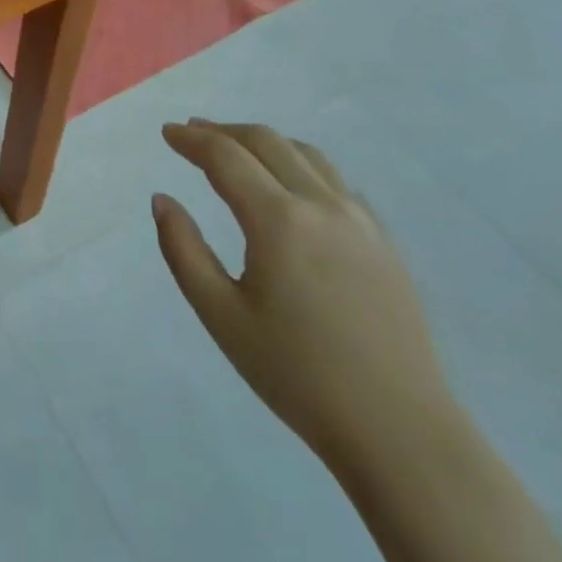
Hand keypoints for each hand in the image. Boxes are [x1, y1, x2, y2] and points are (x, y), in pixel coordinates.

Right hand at [153, 121, 456, 474]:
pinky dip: (301, 165)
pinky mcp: (384, 242)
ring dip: (264, 142)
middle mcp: (322, 205)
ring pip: (307, 155)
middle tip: (192, 133)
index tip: (167, 133)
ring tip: (236, 148)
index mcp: (278, 220)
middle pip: (267, 142)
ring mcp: (361, 221)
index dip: (192, 140)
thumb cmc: (296, 374)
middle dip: (224, 131)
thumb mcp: (220, 315)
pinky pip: (336, 182)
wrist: (399, 430)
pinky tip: (290, 185)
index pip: (226, 157)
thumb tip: (162, 200)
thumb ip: (183, 249)